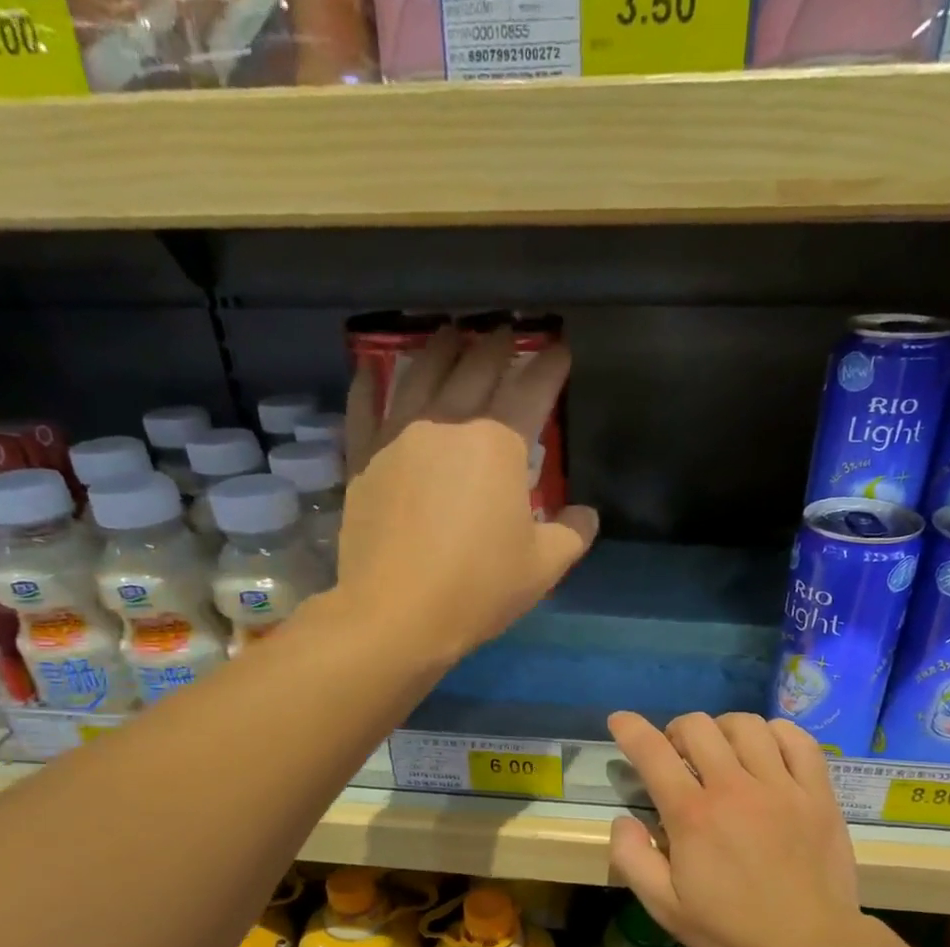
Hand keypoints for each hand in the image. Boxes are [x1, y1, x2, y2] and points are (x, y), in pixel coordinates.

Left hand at [333, 327, 597, 660]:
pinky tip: (369, 370)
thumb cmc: (478, 589)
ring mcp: (399, 437)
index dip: (550, 366)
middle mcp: (449, 424)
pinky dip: (367, 386)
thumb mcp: (543, 568)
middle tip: (505, 330)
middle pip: (475, 369)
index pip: (532, 391)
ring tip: (449, 331)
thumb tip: (586, 515)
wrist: (397, 614)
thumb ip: (572, 535)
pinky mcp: (363, 460)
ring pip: (420, 375)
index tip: (560, 349)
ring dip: (439, 348)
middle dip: (496, 345)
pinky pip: (363, 409)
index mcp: (499, 445)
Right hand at [607, 711, 862, 946]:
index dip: (630, 729)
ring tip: (723, 750)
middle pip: (698, 726)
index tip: (620, 719)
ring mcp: (781, 786)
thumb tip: (623, 820)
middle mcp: (734, 788)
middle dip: (677, 730)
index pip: (652, 753)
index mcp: (693, 815)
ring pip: (746, 725)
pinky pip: (798, 740)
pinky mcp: (817, 793)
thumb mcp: (664, 907)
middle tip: (678, 754)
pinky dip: (777, 733)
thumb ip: (631, 859)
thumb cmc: (730, 928)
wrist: (809, 946)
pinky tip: (768, 749)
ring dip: (723, 729)